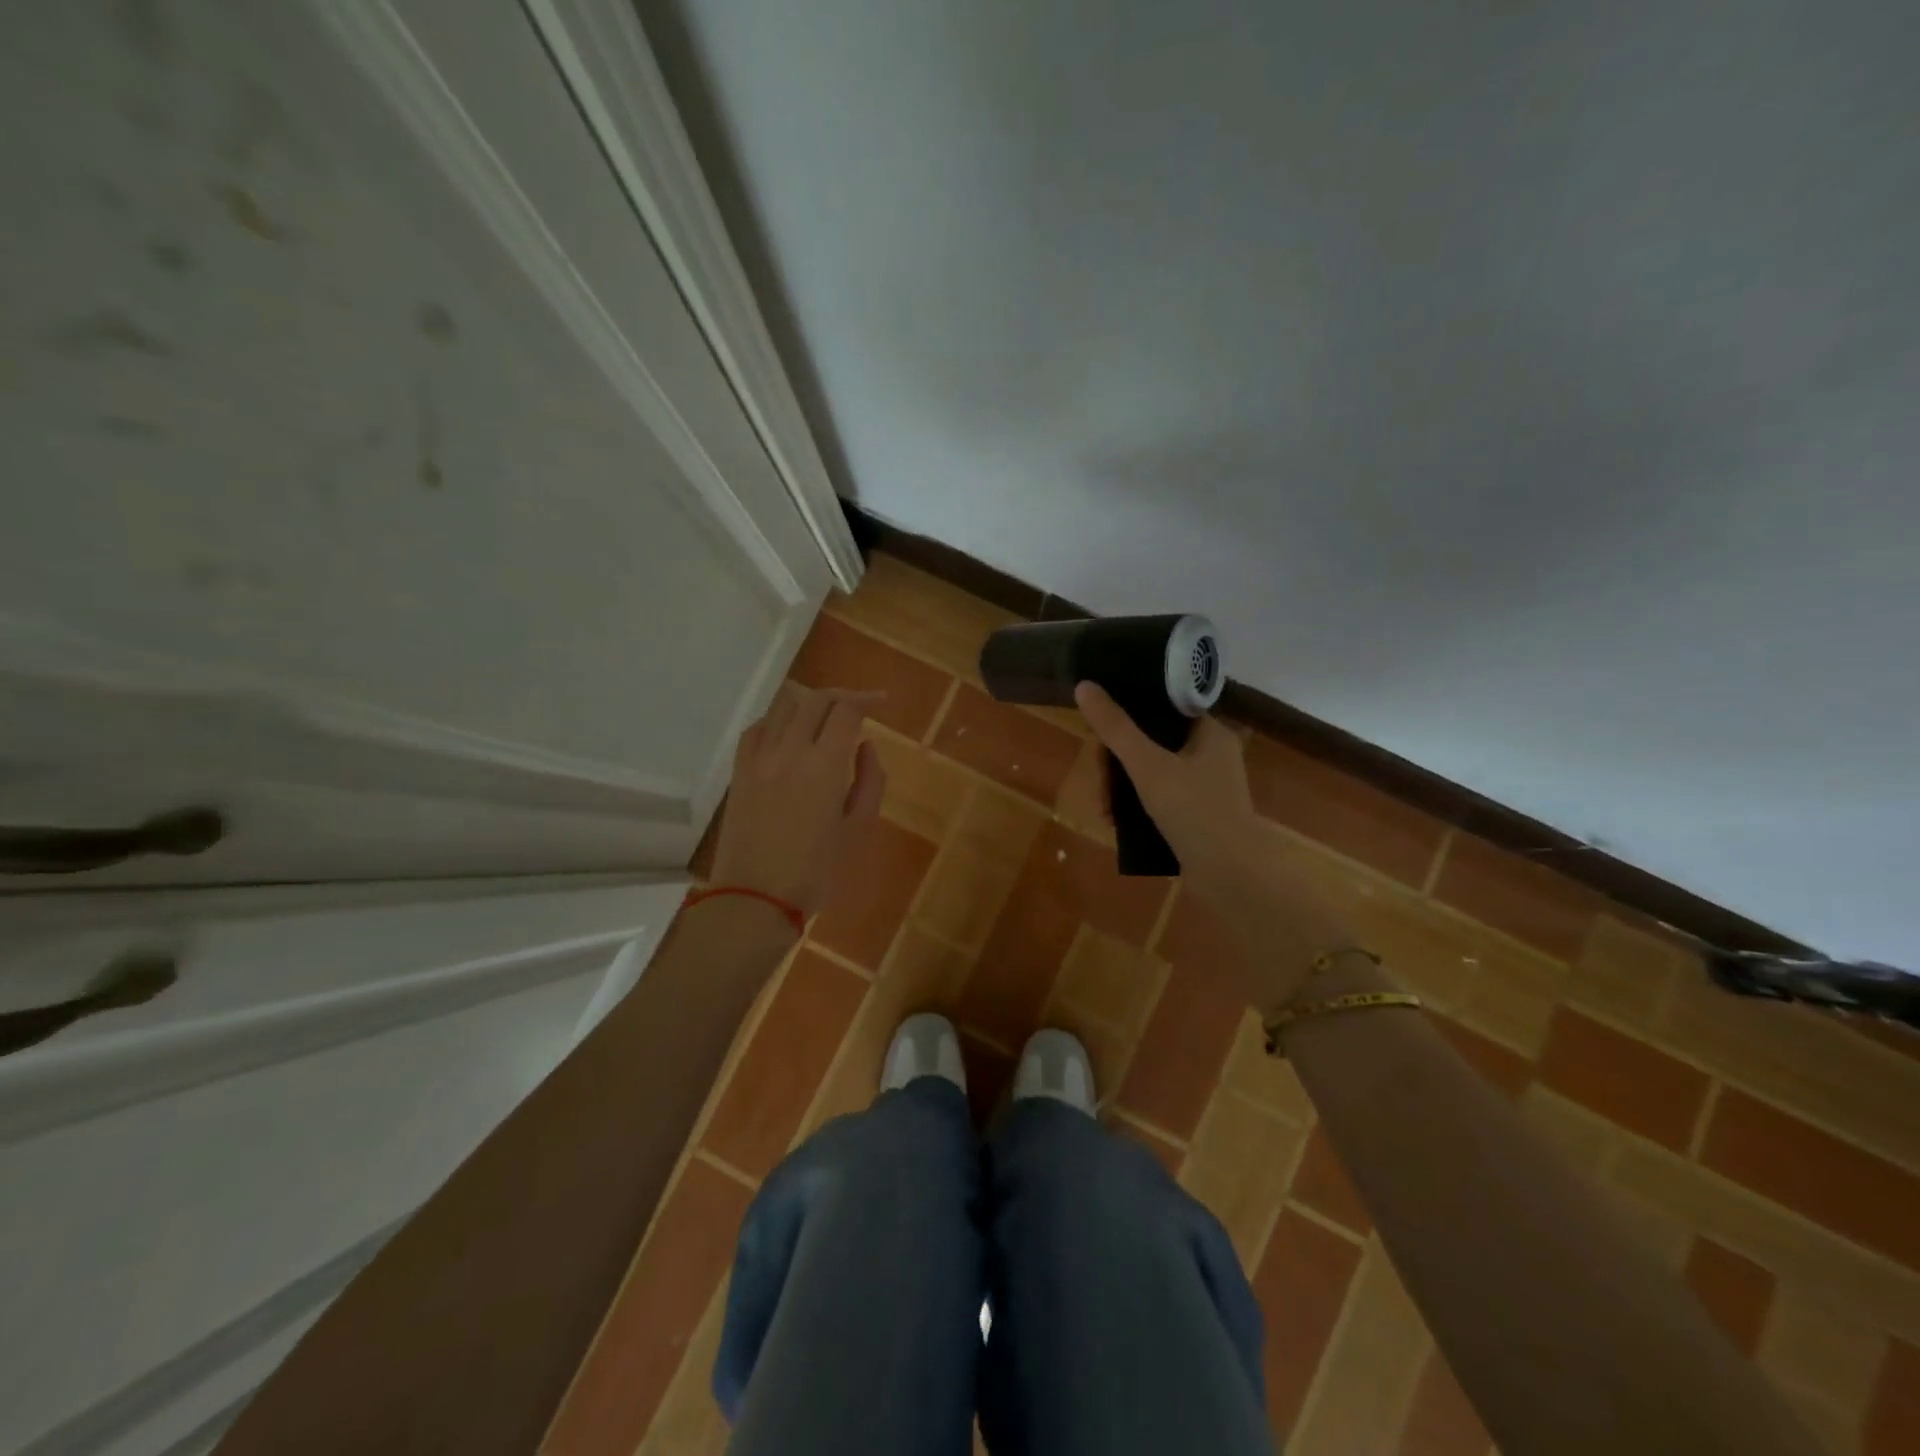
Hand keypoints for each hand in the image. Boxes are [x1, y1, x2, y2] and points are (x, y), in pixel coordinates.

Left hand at [708, 687, 885, 912]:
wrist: (755, 897)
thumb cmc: (816, 870)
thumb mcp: (858, 829)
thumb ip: (870, 781)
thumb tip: (866, 746)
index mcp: (824, 765)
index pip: (846, 711)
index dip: (866, 699)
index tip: (881, 702)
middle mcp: (790, 750)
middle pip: (815, 700)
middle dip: (841, 697)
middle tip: (857, 708)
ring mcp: (759, 758)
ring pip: (783, 706)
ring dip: (808, 704)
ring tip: (822, 718)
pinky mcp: (739, 771)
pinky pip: (757, 728)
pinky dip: (777, 721)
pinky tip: (787, 734)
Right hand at [1074, 681, 1262, 890]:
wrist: (1232, 876)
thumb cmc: (1194, 811)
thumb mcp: (1147, 766)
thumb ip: (1115, 728)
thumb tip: (1084, 686)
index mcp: (1209, 731)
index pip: (1161, 707)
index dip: (1127, 715)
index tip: (1101, 735)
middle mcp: (1211, 753)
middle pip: (1151, 741)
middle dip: (1117, 763)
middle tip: (1099, 784)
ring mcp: (1206, 786)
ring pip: (1152, 771)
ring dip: (1122, 787)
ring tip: (1104, 810)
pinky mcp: (1199, 813)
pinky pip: (1160, 796)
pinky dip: (1137, 805)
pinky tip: (1117, 823)